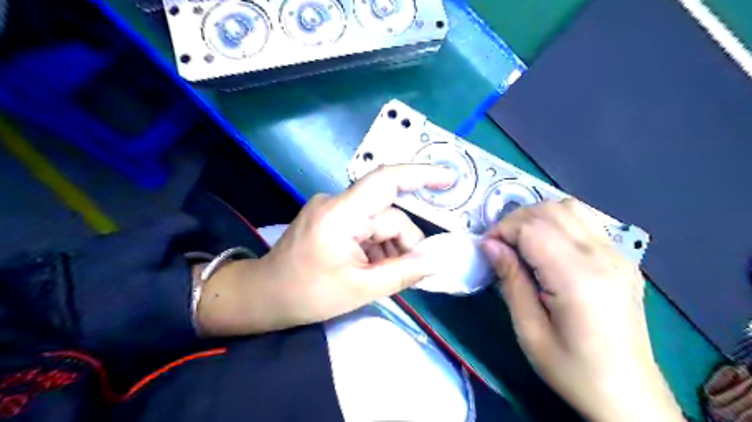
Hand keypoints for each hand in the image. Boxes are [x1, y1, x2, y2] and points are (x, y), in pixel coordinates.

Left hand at [196, 164, 454, 336]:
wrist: (263, 296)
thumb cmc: (306, 295)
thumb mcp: (360, 289)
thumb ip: (402, 273)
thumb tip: (435, 262)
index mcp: (341, 215)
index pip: (386, 181)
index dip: (421, 175)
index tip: (450, 180)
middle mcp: (337, 203)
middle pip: (388, 214)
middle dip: (404, 243)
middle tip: (411, 273)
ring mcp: (333, 209)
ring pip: (379, 222)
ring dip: (389, 248)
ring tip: (383, 276)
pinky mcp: (331, 218)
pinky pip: (365, 226)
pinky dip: (376, 246)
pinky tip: (372, 268)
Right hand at [479, 200, 685, 421]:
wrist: (629, 395)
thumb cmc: (573, 370)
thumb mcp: (529, 331)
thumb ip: (510, 280)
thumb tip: (489, 245)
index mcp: (578, 278)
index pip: (532, 228)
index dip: (502, 230)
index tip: (486, 249)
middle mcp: (603, 257)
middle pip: (551, 210)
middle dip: (516, 220)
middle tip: (500, 245)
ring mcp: (619, 255)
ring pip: (570, 207)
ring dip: (538, 216)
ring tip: (521, 241)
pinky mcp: (624, 259)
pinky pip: (586, 221)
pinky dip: (559, 222)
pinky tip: (548, 245)